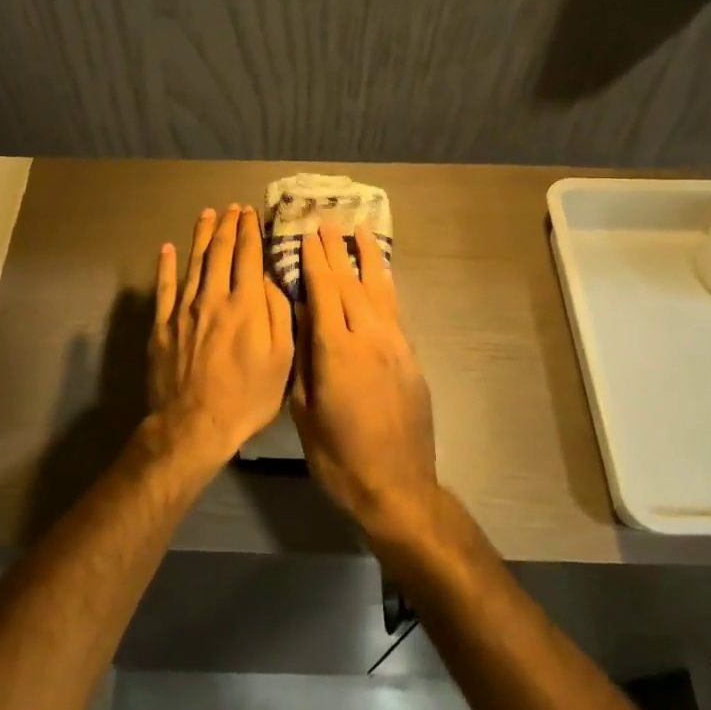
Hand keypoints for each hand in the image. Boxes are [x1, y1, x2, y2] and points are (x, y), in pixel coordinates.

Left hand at [146, 205, 295, 469]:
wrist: (194, 424)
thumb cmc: (247, 397)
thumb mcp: (281, 360)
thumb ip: (278, 314)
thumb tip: (271, 280)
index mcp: (246, 304)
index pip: (248, 256)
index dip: (250, 231)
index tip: (251, 213)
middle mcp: (213, 297)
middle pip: (220, 252)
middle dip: (228, 226)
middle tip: (232, 208)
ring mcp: (184, 309)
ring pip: (194, 262)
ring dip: (201, 235)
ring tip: (207, 215)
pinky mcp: (162, 324)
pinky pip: (164, 288)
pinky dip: (166, 266)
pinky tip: (167, 249)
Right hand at [294, 225, 439, 536]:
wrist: (397, 487)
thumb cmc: (339, 457)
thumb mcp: (305, 412)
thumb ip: (304, 360)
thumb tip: (300, 318)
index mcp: (337, 352)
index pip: (323, 293)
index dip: (314, 261)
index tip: (305, 234)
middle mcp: (369, 339)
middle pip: (351, 284)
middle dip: (337, 250)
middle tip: (326, 221)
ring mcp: (395, 346)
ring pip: (379, 290)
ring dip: (367, 258)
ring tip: (359, 230)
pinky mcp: (411, 358)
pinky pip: (394, 310)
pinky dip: (384, 285)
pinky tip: (379, 275)